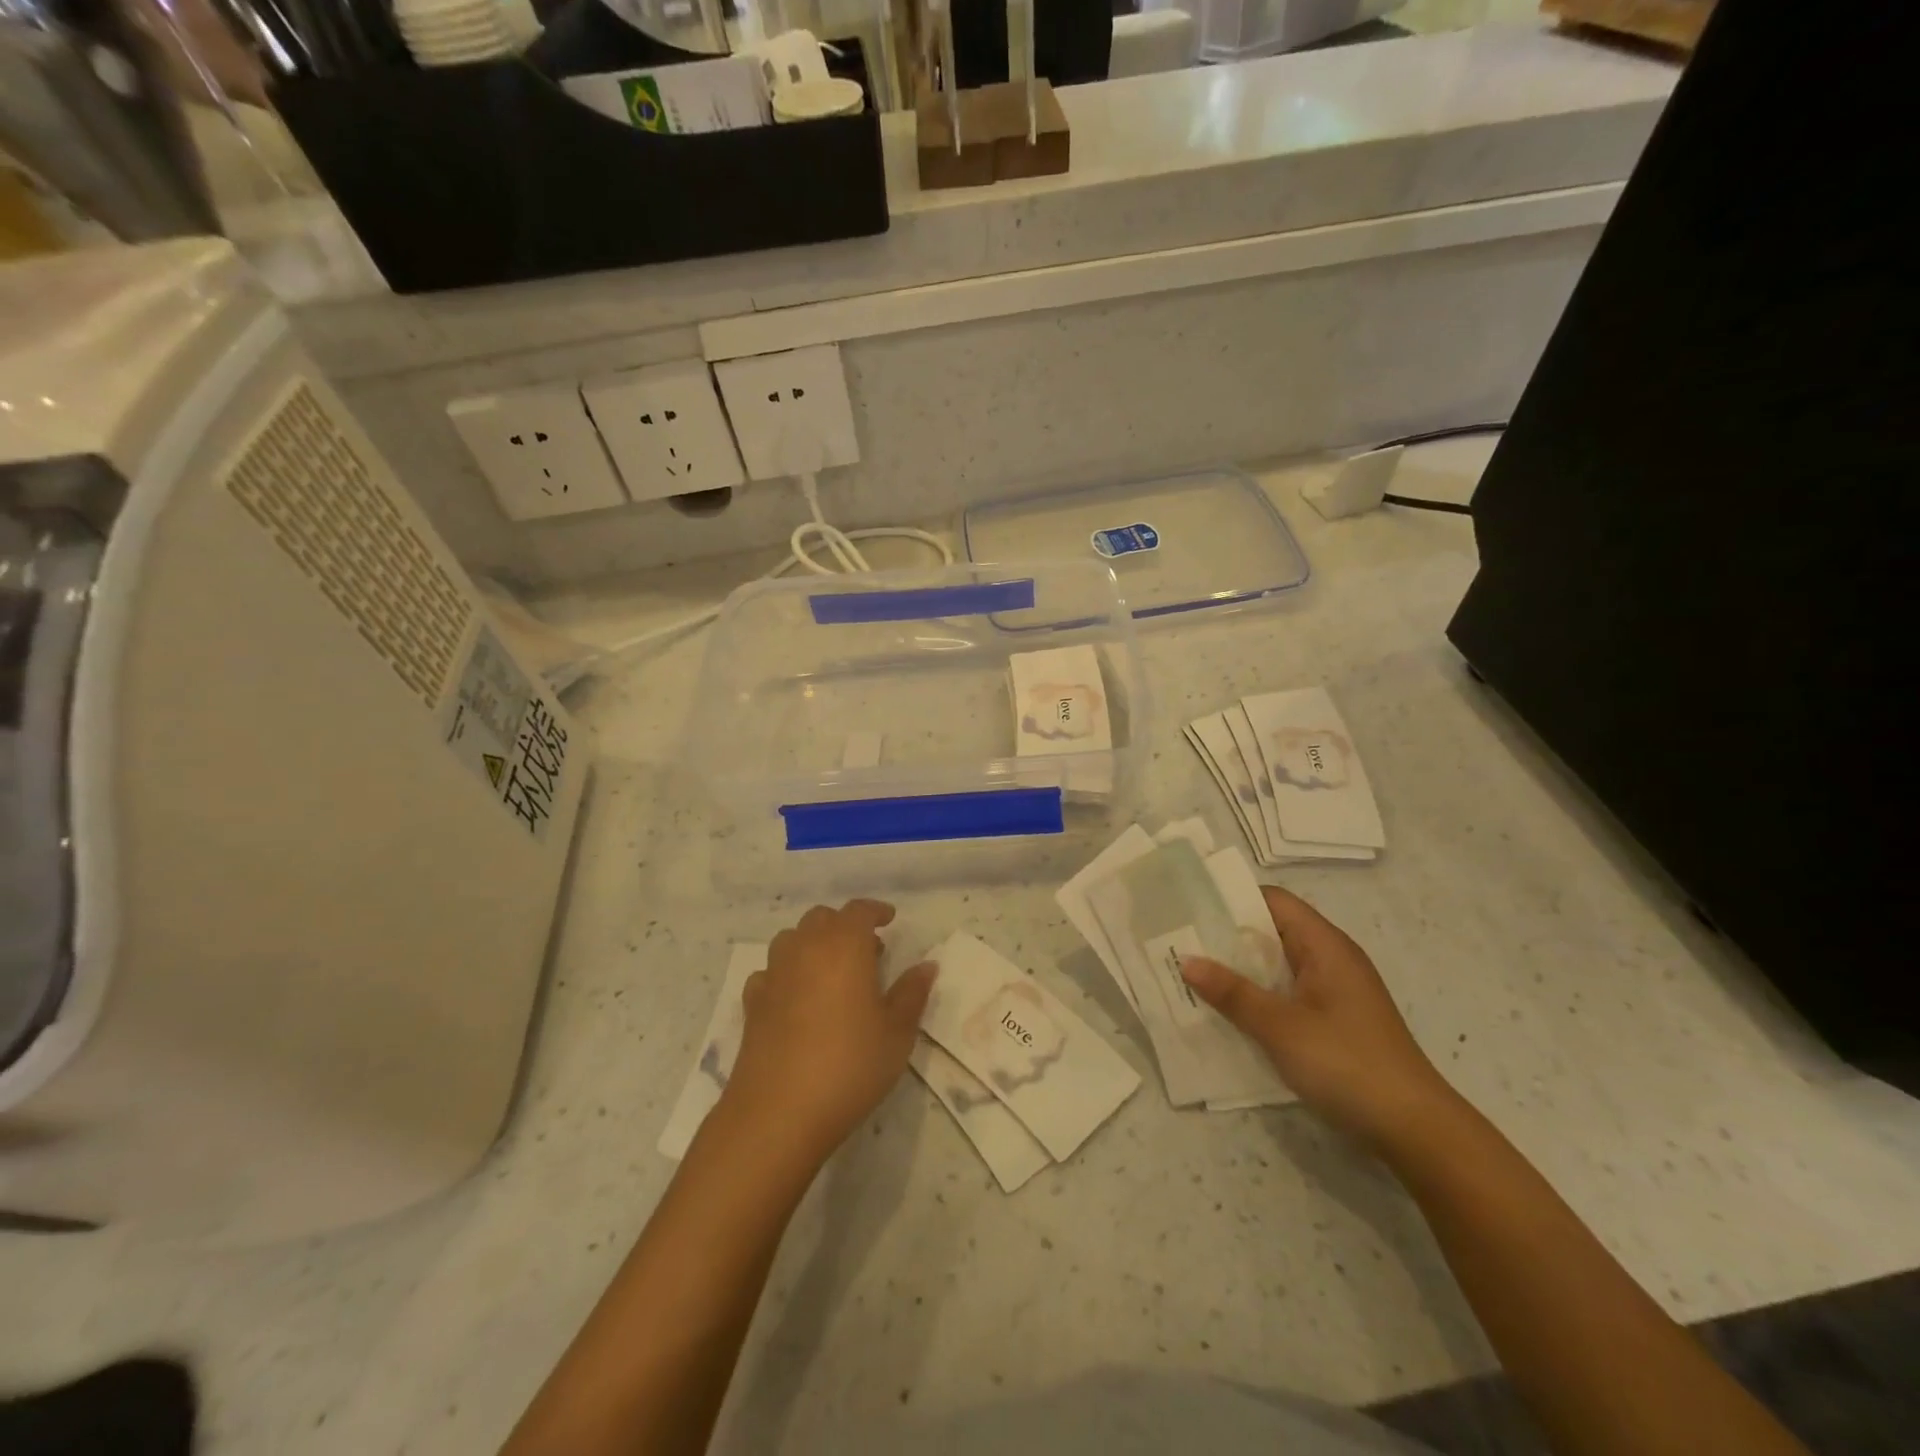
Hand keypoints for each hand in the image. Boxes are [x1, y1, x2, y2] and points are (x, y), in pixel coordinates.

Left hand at [721, 900, 936, 1163]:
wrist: (779, 1112)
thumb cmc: (850, 1065)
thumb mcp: (897, 1033)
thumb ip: (912, 993)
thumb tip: (926, 965)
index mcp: (844, 946)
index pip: (859, 911)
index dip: (875, 911)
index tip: (889, 920)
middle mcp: (805, 949)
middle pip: (822, 918)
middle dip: (844, 926)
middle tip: (867, 951)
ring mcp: (774, 974)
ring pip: (792, 939)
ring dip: (813, 944)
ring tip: (831, 972)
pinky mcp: (752, 1003)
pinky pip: (770, 972)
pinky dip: (786, 973)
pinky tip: (796, 998)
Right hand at [1181, 885, 1454, 1148]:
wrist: (1416, 1130)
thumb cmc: (1347, 1064)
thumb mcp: (1281, 1027)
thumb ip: (1232, 993)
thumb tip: (1185, 960)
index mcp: (1325, 945)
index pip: (1273, 901)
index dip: (1232, 898)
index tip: (1190, 906)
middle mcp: (1331, 958)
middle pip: (1272, 931)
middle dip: (1227, 936)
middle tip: (1179, 940)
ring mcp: (1335, 991)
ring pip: (1277, 965)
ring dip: (1239, 969)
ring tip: (1192, 973)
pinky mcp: (1334, 1020)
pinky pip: (1287, 992)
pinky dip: (1257, 994)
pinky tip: (1228, 1011)